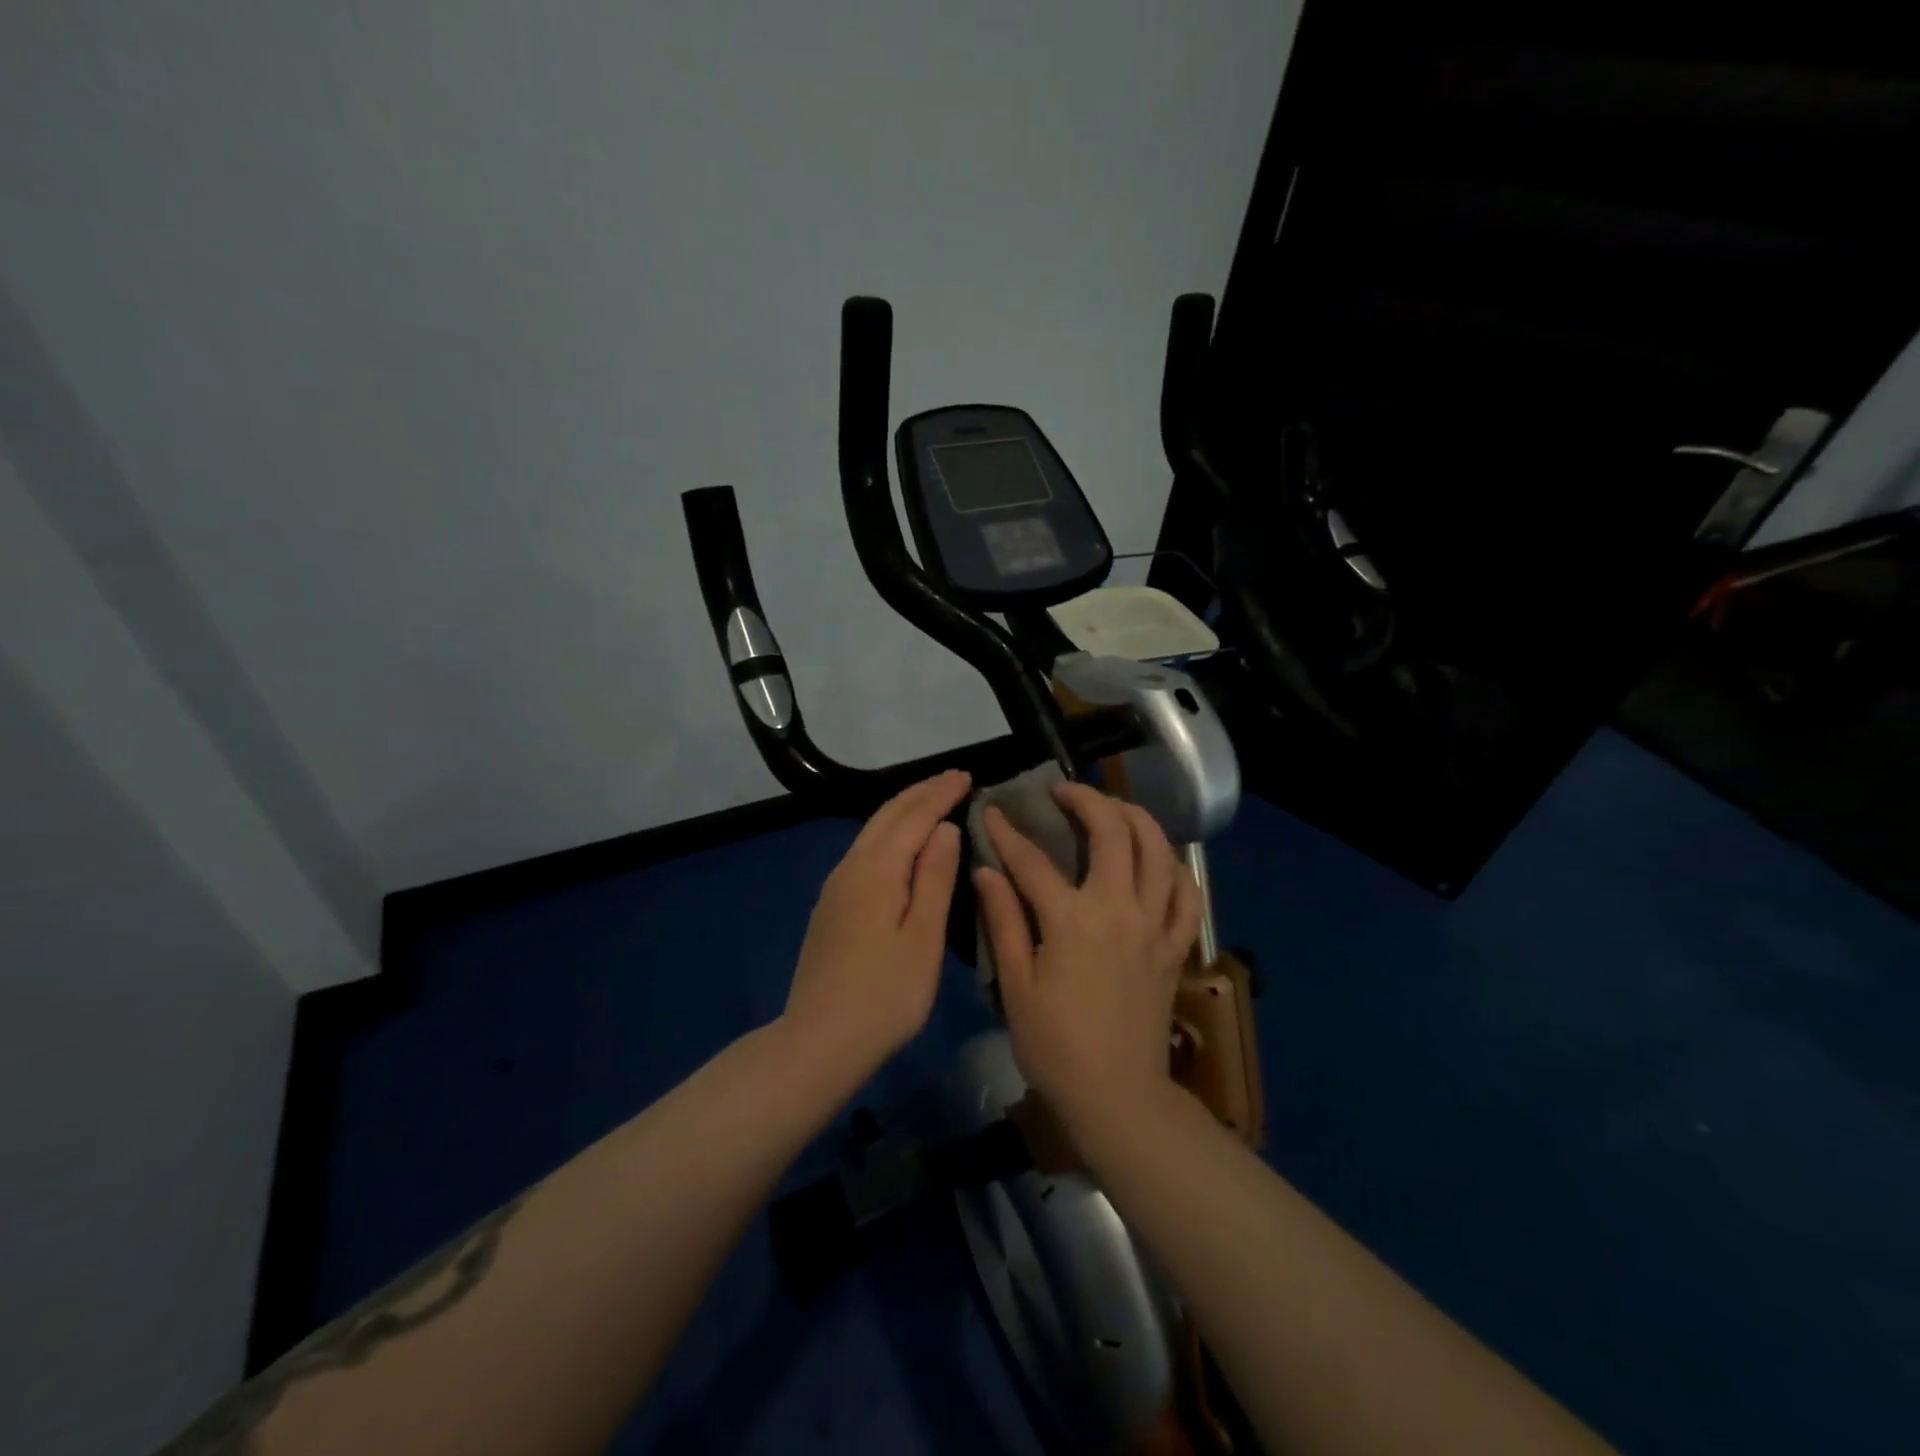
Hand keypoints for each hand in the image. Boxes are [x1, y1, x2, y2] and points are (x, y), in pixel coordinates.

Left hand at [781, 769, 969, 1081]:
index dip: (941, 793)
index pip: (914, 816)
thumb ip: (934, 878)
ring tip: (933, 801)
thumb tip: (944, 828)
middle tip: (954, 779)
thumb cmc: (885, 994)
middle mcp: (851, 866)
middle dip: (921, 792)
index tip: (967, 775)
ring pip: (872, 830)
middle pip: (888, 815)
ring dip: (904, 809)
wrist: (819, 1040)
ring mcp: (836, 885)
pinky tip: (901, 843)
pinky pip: (865, 849)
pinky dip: (890, 832)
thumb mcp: (922, 938)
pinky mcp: (832, 904)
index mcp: (877, 869)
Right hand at [974, 783, 1201, 1132]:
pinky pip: (1187, 895)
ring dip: (1136, 818)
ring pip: (1158, 852)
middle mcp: (1118, 910)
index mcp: (1071, 921)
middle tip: (1064, 792)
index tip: (991, 812)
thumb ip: (1003, 922)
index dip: (1007, 833)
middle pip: (1112, 833)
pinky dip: (1176, 869)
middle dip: (1086, 800)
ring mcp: (1153, 926)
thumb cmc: (1055, 1045)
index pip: (1033, 861)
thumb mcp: (1015, 986)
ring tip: (1114, 809)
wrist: (1117, 1095)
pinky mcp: (1173, 947)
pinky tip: (1160, 860)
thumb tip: (986, 871)